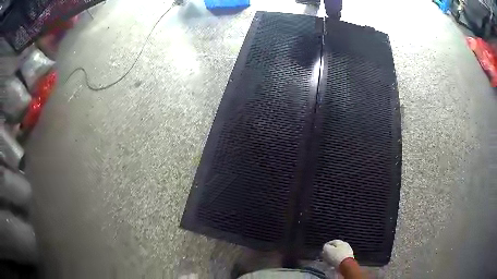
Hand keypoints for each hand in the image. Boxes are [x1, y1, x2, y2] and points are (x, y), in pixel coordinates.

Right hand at [322, 239, 354, 267]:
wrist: (346, 265)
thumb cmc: (336, 256)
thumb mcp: (327, 250)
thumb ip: (325, 247)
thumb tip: (325, 247)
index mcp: (340, 241)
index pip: (331, 242)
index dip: (326, 247)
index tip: (322, 251)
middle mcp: (345, 245)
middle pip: (335, 248)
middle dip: (330, 252)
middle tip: (325, 257)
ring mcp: (348, 252)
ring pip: (338, 254)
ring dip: (333, 257)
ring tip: (328, 262)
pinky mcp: (349, 258)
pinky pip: (341, 259)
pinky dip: (337, 261)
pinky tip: (333, 264)